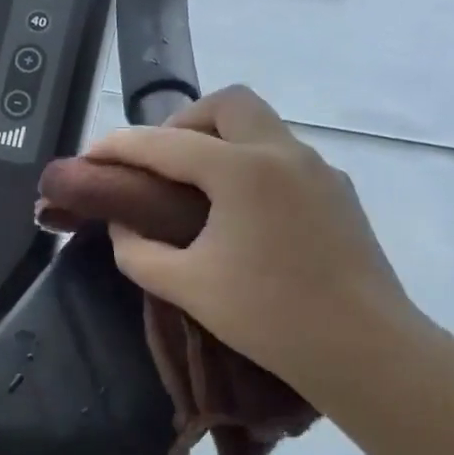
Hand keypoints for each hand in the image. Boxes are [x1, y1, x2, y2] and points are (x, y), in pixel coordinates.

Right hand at [85, 86, 423, 405]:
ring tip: (195, 189)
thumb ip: (139, 252)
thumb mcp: (186, 286)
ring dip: (221, 141)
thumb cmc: (269, 316)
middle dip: (183, 122)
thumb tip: (123, 228)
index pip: (166, 144)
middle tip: (159, 163)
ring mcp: (319, 170)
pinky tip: (241, 213)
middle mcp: (283, 153)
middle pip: (227, 104)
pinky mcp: (339, 193)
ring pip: (262, 127)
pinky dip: (251, 166)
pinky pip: (284, 158)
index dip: (120, 146)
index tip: (90, 156)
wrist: (364, 349)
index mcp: (242, 170)